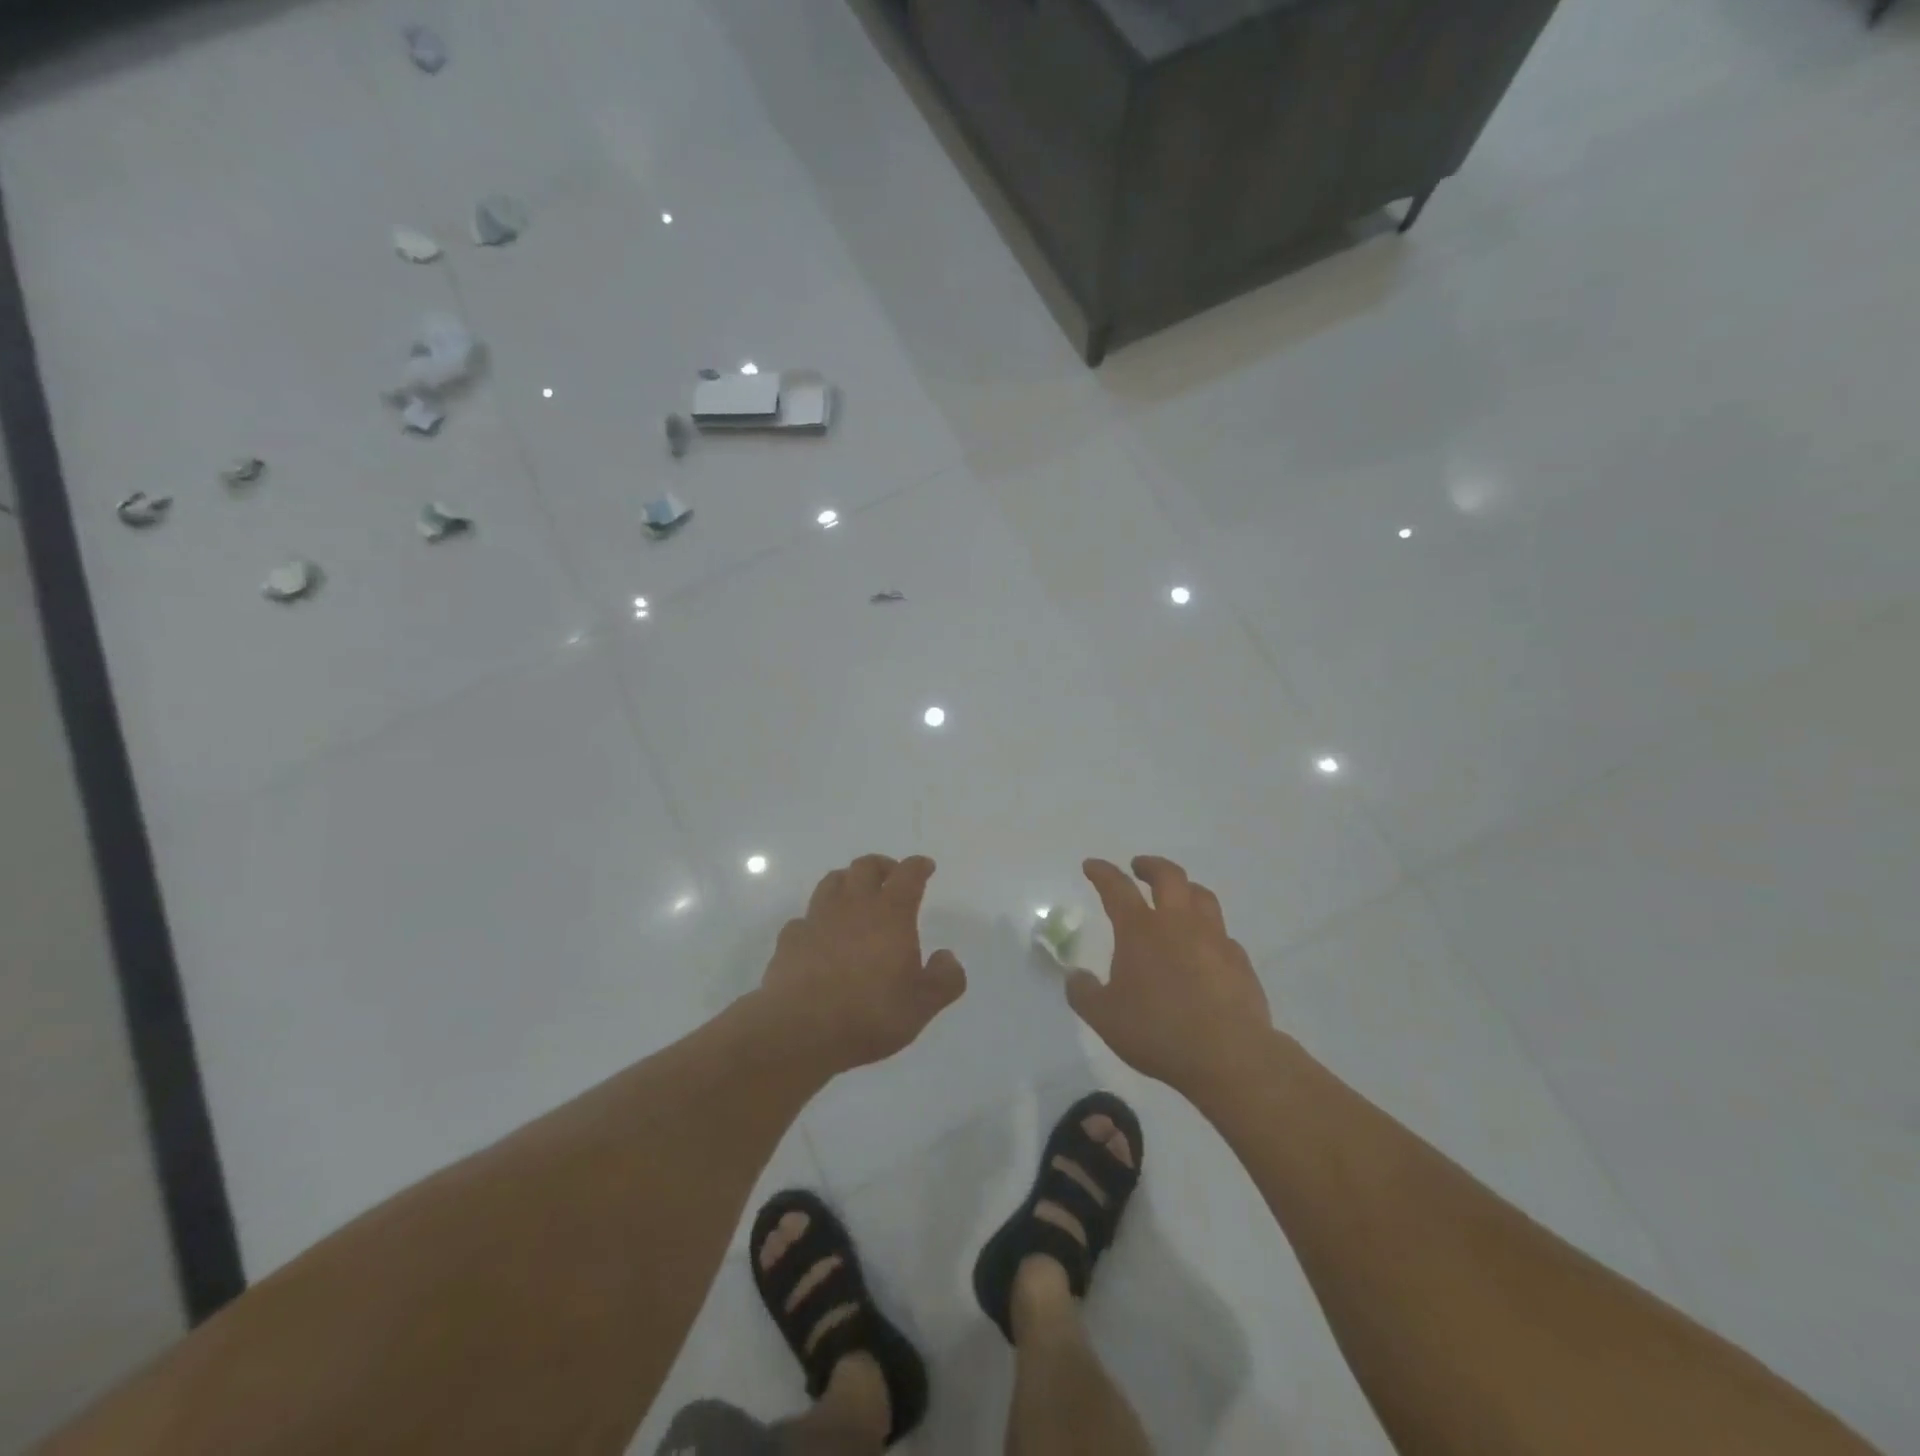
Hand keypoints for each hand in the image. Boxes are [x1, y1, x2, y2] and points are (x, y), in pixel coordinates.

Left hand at [759, 854, 967, 1075]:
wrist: (801, 1031)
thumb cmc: (870, 1015)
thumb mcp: (922, 1005)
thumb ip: (944, 979)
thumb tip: (947, 957)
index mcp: (890, 914)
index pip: (907, 875)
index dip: (918, 866)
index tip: (925, 866)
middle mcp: (853, 906)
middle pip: (865, 867)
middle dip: (881, 866)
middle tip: (890, 876)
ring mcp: (817, 920)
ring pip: (831, 882)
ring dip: (847, 882)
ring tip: (854, 895)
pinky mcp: (790, 940)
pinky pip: (804, 918)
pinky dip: (816, 920)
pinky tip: (820, 936)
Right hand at [1067, 856, 1272, 1097]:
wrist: (1228, 1056)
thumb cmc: (1158, 1031)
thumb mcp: (1104, 1017)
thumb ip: (1084, 993)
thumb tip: (1075, 976)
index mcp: (1140, 930)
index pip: (1117, 888)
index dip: (1102, 873)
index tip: (1092, 865)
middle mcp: (1178, 923)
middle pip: (1168, 877)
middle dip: (1151, 866)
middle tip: (1139, 867)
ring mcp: (1214, 939)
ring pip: (1202, 896)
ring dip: (1185, 888)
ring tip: (1177, 895)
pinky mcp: (1239, 961)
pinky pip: (1222, 934)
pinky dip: (1209, 930)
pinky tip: (1205, 946)